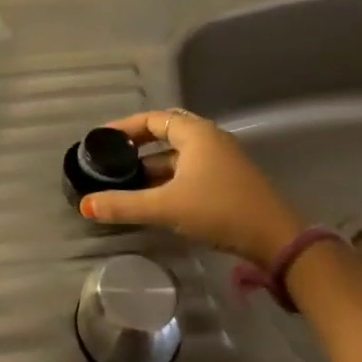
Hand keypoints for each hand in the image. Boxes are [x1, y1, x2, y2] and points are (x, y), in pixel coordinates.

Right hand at [79, 110, 304, 265]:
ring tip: (125, 184)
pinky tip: (153, 200)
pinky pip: (189, 172)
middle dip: (137, 149)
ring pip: (178, 158)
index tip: (102, 140)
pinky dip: (168, 181)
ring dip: (152, 169)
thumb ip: (124, 205)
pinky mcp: (228, 183)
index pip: (152, 119)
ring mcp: (222, 161)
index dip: (125, 128)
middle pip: (165, 136)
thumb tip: (84, 206)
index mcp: (195, 133)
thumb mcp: (166, 207)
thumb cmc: (219, 210)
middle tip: (111, 161)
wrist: (277, 241)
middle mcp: (209, 140)